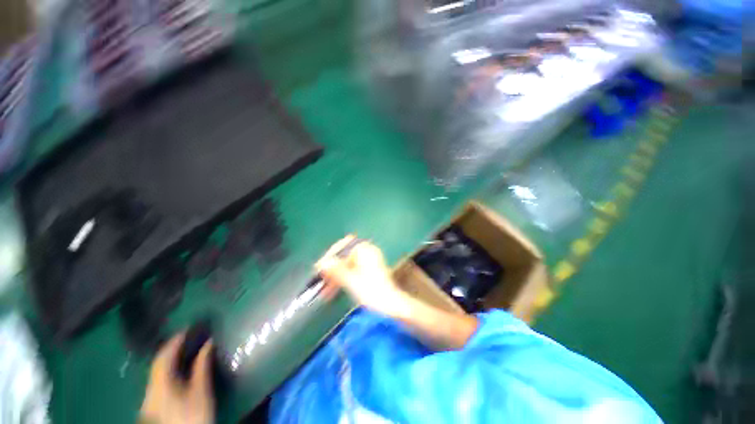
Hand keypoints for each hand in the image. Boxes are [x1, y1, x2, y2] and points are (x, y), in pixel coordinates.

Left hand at [140, 334, 213, 423]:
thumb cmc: (194, 414)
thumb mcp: (201, 390)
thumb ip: (202, 366)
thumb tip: (209, 343)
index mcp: (160, 383)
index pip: (163, 356)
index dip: (174, 341)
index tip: (187, 328)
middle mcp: (150, 389)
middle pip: (158, 364)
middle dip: (171, 349)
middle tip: (187, 337)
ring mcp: (149, 399)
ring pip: (157, 373)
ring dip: (170, 360)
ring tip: (184, 350)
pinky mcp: (152, 406)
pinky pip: (158, 381)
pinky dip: (168, 370)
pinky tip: (178, 370)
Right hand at [316, 235, 407, 316]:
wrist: (391, 306)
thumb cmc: (373, 292)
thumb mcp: (353, 282)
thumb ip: (337, 271)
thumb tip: (322, 263)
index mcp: (366, 250)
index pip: (344, 246)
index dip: (331, 255)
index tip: (320, 267)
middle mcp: (367, 253)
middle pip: (344, 256)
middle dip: (331, 268)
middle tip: (320, 280)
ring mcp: (367, 262)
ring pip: (345, 265)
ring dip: (334, 277)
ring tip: (323, 291)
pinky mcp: (366, 272)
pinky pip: (350, 272)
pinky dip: (341, 280)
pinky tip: (331, 291)